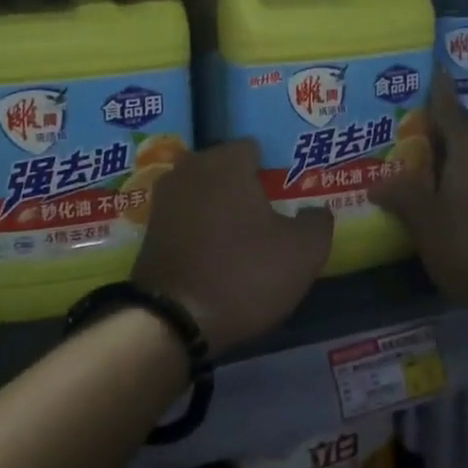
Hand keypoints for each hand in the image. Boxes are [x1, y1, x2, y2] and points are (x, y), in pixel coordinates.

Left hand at [132, 140, 333, 353]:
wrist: (172, 320)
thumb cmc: (244, 273)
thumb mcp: (303, 252)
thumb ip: (317, 222)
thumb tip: (315, 211)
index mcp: (227, 162)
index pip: (254, 148)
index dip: (274, 167)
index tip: (287, 192)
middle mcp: (191, 169)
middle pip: (225, 168)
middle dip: (245, 184)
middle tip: (271, 212)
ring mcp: (165, 199)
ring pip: (203, 192)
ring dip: (221, 206)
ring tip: (246, 234)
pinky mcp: (151, 230)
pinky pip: (186, 216)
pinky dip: (201, 227)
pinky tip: (218, 250)